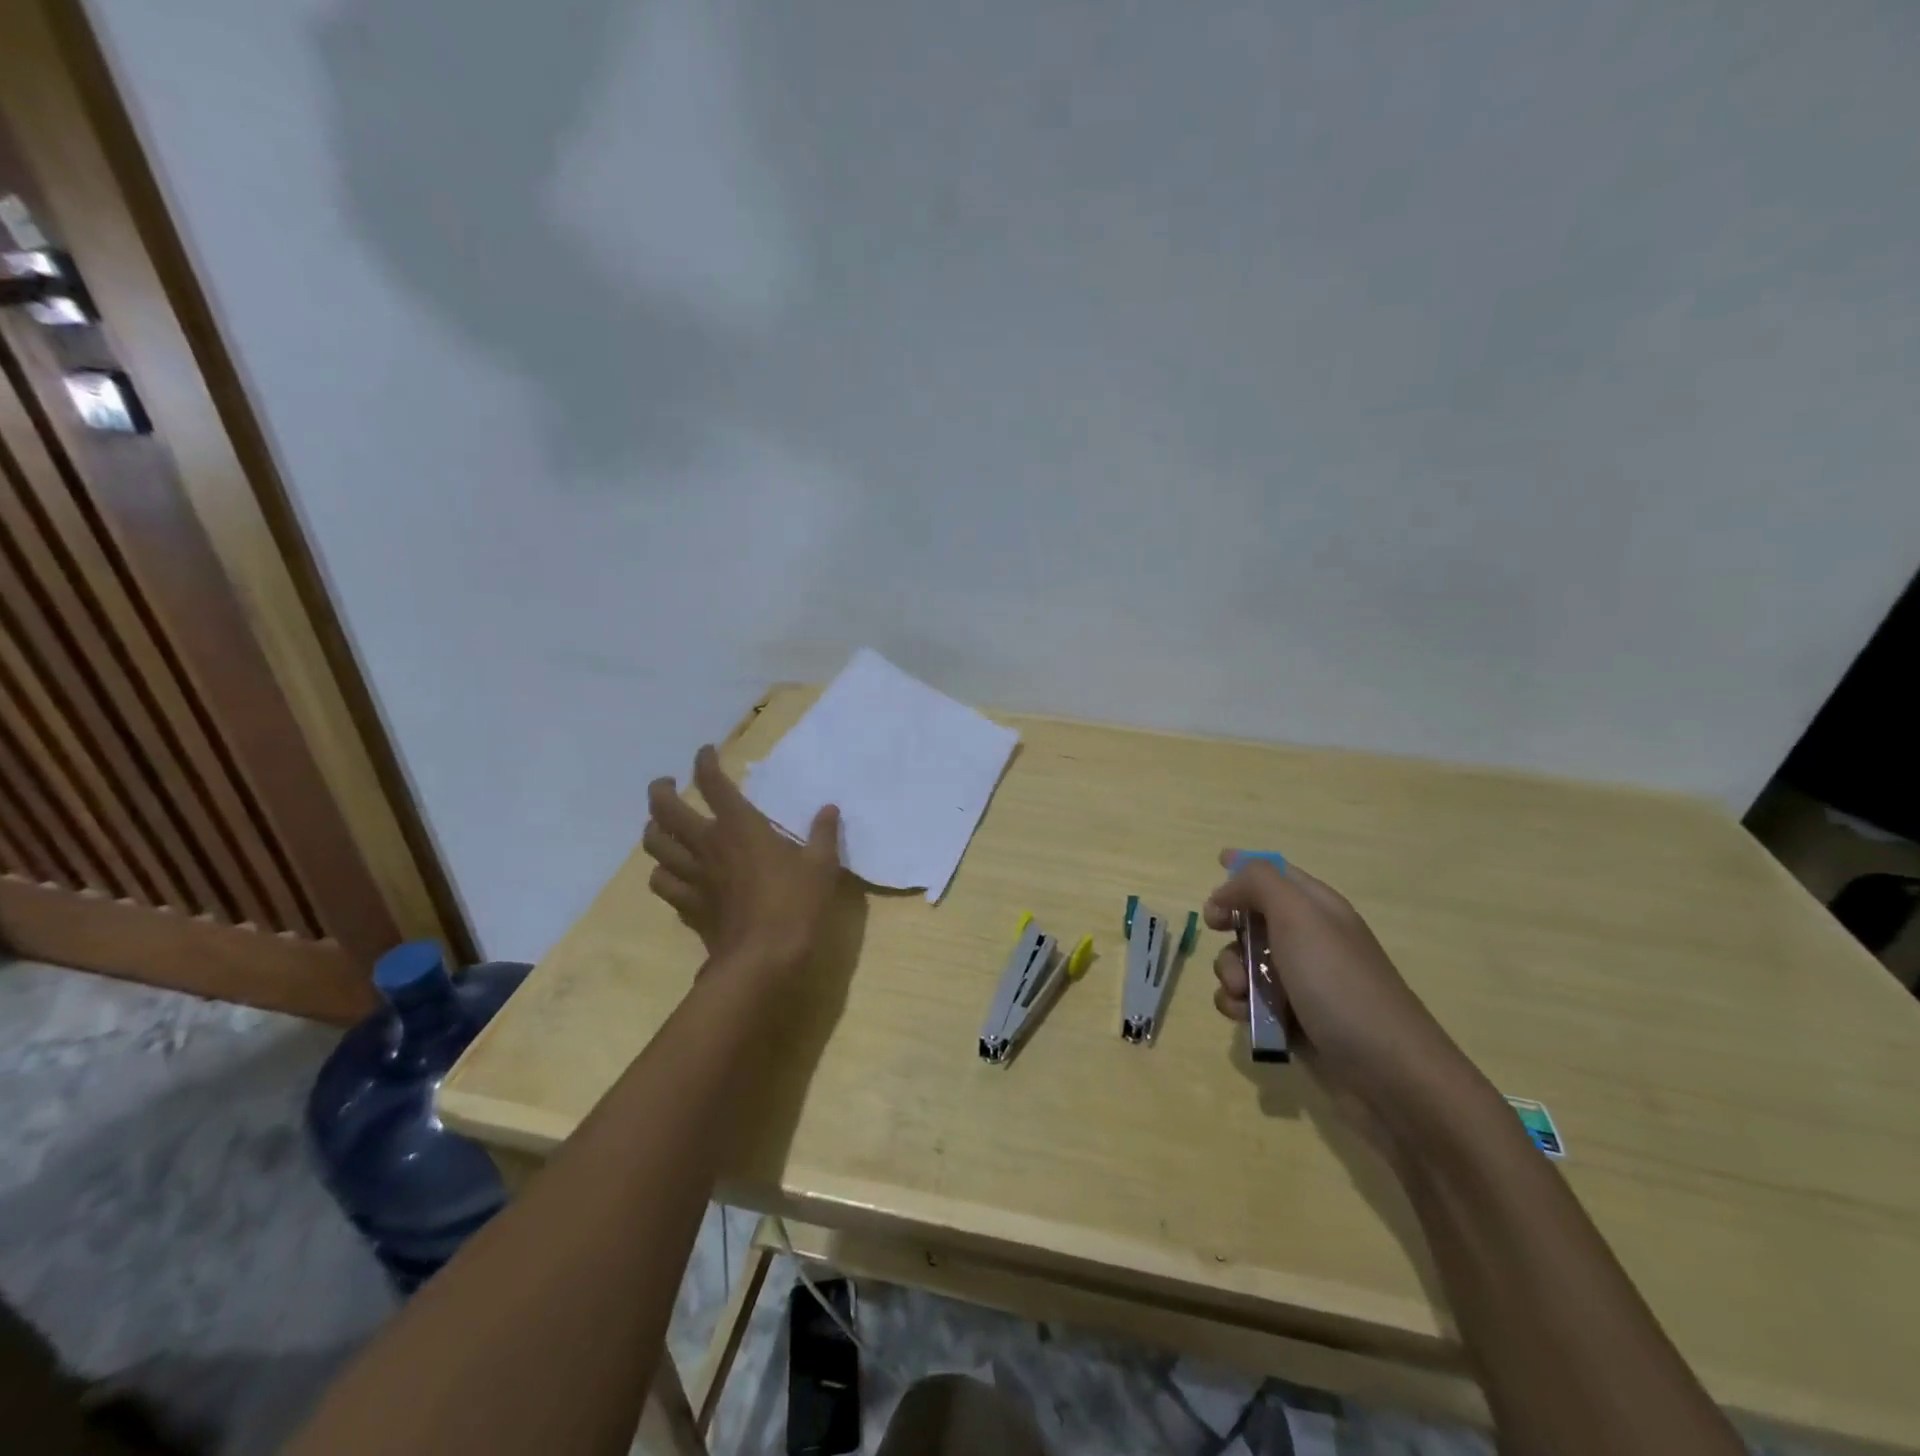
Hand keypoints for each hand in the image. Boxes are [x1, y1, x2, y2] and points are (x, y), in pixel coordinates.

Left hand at [642, 745, 842, 979]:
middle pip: (665, 810)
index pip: (713, 783)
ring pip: (654, 845)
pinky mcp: (687, 905)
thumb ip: (823, 833)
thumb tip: (829, 808)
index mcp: (740, 826)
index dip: (705, 762)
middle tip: (668, 785)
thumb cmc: (796, 904)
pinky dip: (662, 872)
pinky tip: (671, 873)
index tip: (705, 752)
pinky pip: (662, 882)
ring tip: (661, 825)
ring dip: (654, 829)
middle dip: (661, 791)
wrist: (763, 958)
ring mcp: (692, 876)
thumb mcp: (822, 865)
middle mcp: (707, 844)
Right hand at [1206, 850, 1483, 1145]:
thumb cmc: (1339, 985)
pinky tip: (1245, 1019)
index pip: (1275, 873)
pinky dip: (1238, 1007)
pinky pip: (1248, 1002)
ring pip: (1242, 963)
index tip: (1215, 875)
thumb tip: (1226, 888)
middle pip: (1250, 918)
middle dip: (1228, 928)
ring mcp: (1300, 983)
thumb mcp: (1299, 917)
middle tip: (1219, 933)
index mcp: (1317, 908)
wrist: (1389, 1076)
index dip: (1242, 869)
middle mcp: (1308, 940)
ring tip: (1241, 993)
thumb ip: (1258, 884)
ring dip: (1228, 973)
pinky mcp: (1291, 1021)